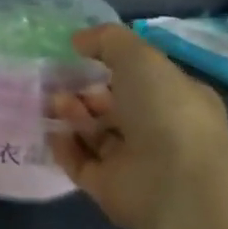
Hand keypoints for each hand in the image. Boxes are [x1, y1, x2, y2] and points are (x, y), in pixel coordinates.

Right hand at [48, 23, 227, 228]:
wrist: (176, 186)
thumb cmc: (166, 111)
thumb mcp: (139, 56)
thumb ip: (107, 40)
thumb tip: (79, 41)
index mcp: (176, 98)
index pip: (139, 78)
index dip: (109, 64)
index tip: (78, 54)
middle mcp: (158, 130)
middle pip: (112, 105)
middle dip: (83, 89)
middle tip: (56, 79)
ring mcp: (135, 162)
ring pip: (94, 132)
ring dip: (70, 113)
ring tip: (52, 103)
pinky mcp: (110, 189)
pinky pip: (80, 162)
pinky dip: (63, 146)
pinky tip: (51, 130)